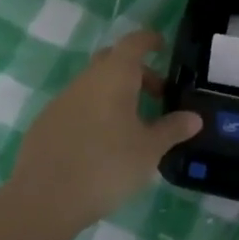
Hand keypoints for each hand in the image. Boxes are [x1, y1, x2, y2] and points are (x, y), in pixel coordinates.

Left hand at [7, 29, 202, 232]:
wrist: (44, 199)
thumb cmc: (107, 166)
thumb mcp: (149, 150)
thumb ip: (172, 129)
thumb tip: (194, 117)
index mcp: (113, 77)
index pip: (133, 43)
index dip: (149, 40)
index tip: (162, 46)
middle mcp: (86, 80)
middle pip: (112, 61)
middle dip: (136, 72)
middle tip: (156, 95)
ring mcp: (61, 101)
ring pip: (93, 85)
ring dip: (115, 95)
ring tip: (133, 126)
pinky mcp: (46, 123)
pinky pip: (77, 107)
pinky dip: (95, 113)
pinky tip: (102, 144)